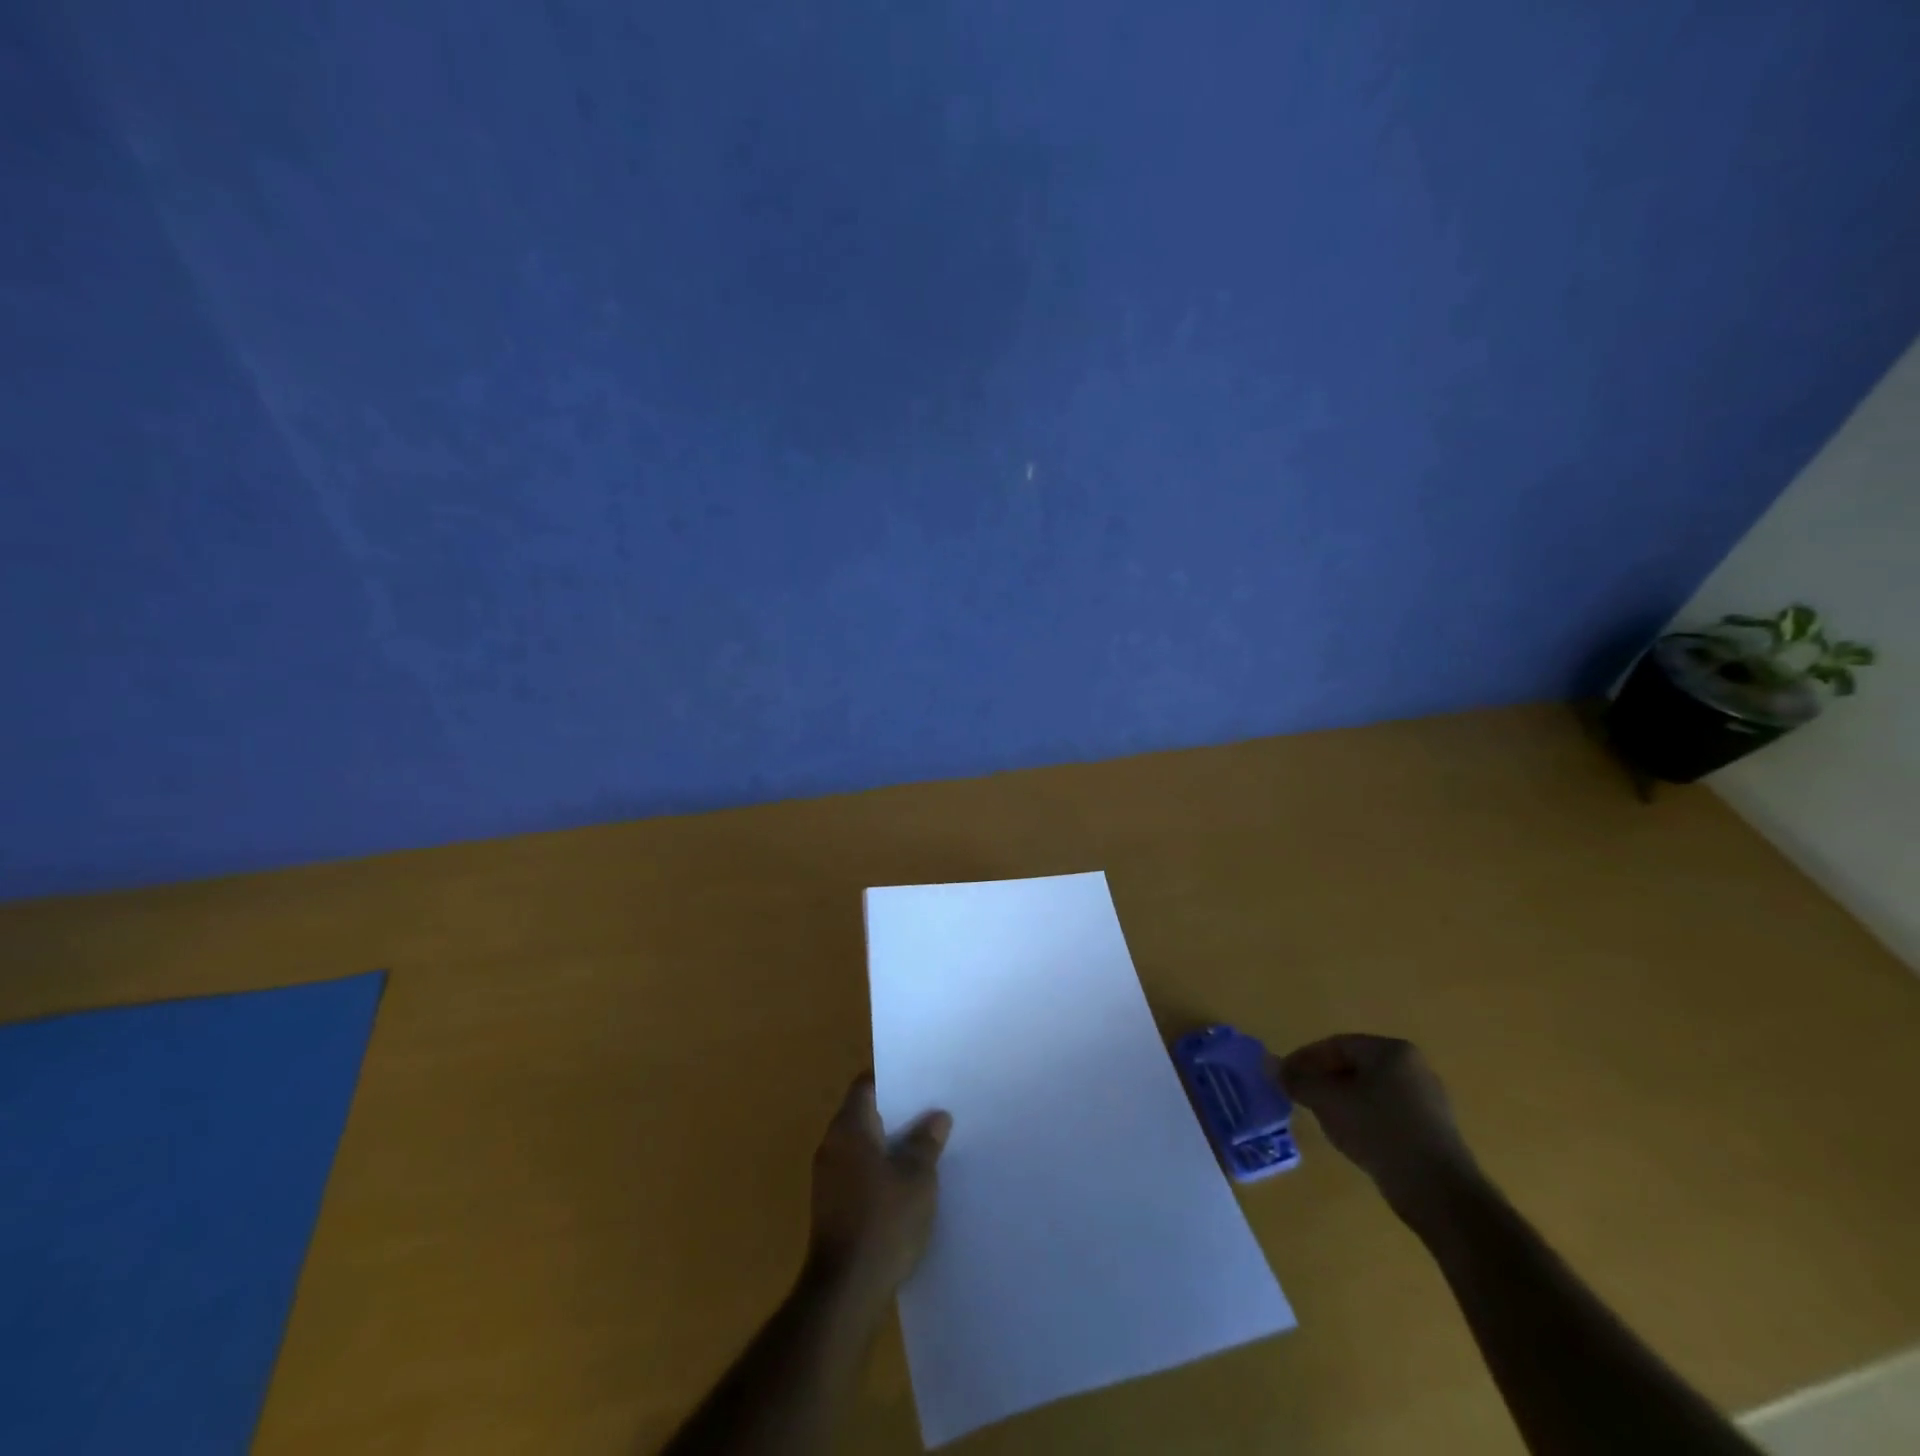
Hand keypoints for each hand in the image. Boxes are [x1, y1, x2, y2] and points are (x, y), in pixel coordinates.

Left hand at [807, 1076, 950, 1299]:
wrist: (845, 1292)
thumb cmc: (883, 1223)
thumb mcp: (917, 1178)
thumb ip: (926, 1142)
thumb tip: (937, 1116)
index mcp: (848, 1128)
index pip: (866, 1086)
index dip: (892, 1080)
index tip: (919, 1082)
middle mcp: (832, 1145)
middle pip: (864, 1114)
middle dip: (895, 1113)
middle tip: (930, 1112)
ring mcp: (827, 1177)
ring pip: (862, 1145)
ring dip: (888, 1144)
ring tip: (925, 1146)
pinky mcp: (831, 1205)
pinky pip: (858, 1171)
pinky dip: (879, 1170)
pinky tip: (907, 1183)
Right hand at [1277, 1035, 1477, 1210]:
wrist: (1441, 1195)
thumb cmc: (1381, 1133)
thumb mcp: (1329, 1102)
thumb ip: (1298, 1081)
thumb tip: (1269, 1064)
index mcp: (1391, 1051)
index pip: (1336, 1045)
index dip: (1304, 1059)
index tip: (1284, 1078)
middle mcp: (1413, 1067)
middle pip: (1353, 1066)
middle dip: (1323, 1080)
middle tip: (1299, 1098)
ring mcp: (1426, 1100)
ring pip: (1368, 1091)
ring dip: (1340, 1101)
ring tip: (1322, 1120)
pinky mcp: (1432, 1130)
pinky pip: (1385, 1113)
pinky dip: (1362, 1119)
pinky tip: (1352, 1139)